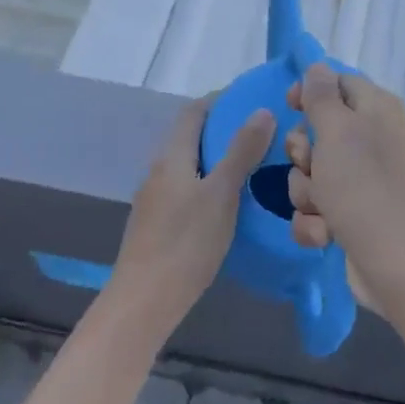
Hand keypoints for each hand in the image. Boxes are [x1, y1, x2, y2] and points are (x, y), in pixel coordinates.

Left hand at [111, 96, 275, 330]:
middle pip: (190, 138)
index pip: (193, 112)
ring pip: (189, 166)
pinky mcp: (157, 225)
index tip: (250, 101)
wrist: (144, 302)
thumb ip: (241, 152)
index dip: (219, 101)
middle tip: (260, 136)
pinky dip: (208, 185)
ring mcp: (154, 200)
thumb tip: (261, 110)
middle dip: (222, 131)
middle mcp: (158, 171)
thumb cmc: (185, 243)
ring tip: (250, 168)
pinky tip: (228, 205)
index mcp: (171, 156)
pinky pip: (186, 190)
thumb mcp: (222, 194)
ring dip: (216, 160)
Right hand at [285, 62, 404, 316]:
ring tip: (323, 208)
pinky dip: (315, 222)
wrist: (399, 267)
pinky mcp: (353, 216)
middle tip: (311, 165)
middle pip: (317, 130)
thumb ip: (322, 96)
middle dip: (303, 153)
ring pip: (311, 173)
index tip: (288, 107)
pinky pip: (316, 208)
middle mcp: (372, 140)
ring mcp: (363, 181)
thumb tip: (317, 67)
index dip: (309, 92)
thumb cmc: (366, 188)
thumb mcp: (338, 132)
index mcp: (377, 109)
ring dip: (307, 192)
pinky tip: (326, 234)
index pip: (337, 83)